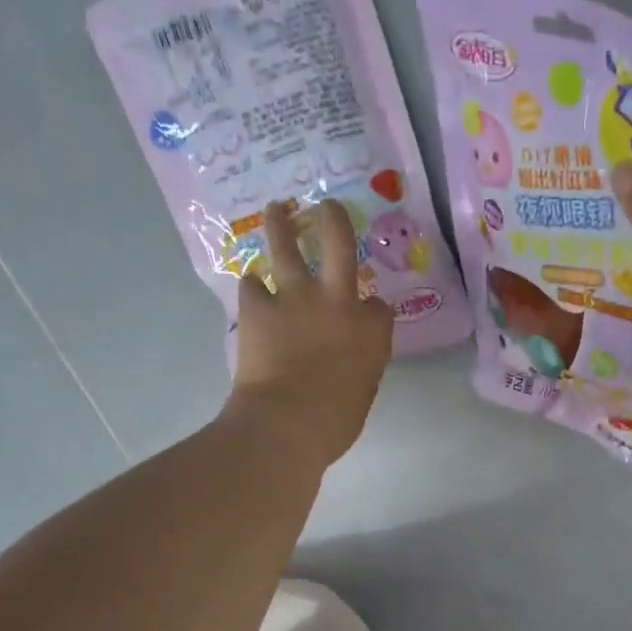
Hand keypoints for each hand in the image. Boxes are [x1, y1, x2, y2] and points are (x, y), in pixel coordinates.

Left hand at [227, 199, 393, 469]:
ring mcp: (295, 298)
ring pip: (287, 245)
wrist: (286, 423)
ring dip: (280, 224)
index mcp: (371, 331)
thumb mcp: (362, 392)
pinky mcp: (258, 307)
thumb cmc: (334, 422)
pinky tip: (253, 290)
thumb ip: (359, 364)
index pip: (379, 306)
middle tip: (327, 207)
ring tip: (276, 210)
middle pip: (339, 242)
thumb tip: (347, 359)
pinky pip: (252, 284)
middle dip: (333, 219)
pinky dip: (253, 287)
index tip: (367, 314)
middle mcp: (337, 301)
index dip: (372, 309)